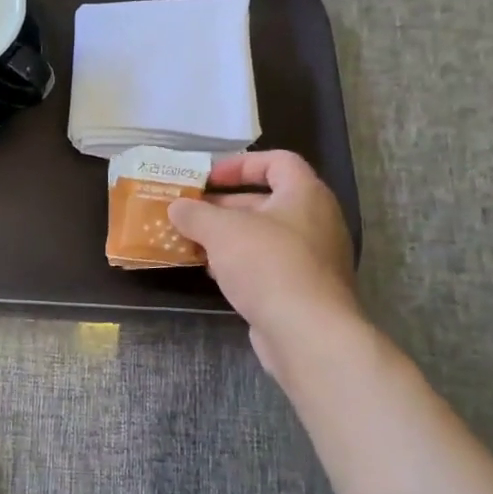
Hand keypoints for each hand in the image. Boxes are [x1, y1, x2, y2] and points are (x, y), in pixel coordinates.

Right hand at [168, 150, 361, 382]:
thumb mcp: (221, 231)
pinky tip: (214, 274)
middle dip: (225, 206)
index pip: (277, 161)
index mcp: (305, 194)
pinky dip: (240, 263)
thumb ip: (195, 214)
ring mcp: (313, 257)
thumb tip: (177, 207)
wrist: (306, 332)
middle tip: (191, 213)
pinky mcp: (303, 289)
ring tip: (194, 243)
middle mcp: (316, 221)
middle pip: (267, 201)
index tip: (208, 179)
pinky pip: (268, 265)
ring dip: (228, 237)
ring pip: (264, 236)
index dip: (240, 164)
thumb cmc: (268, 265)